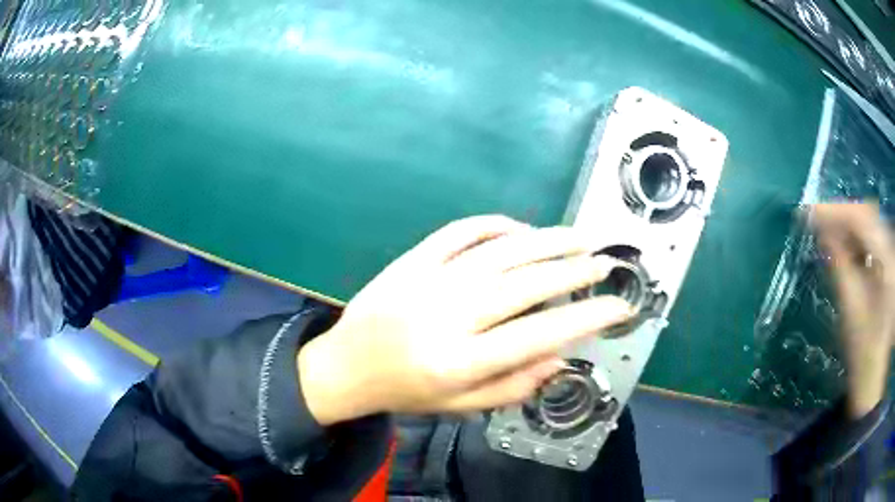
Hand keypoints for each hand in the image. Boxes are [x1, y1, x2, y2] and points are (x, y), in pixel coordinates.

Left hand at [298, 215, 632, 424]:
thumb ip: (513, 385)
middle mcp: (449, 317)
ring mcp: (428, 281)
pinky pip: (461, 231)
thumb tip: (562, 357)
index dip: (587, 318)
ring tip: (578, 238)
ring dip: (547, 240)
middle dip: (574, 271)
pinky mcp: (412, 259)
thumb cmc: (406, 391)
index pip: (540, 335)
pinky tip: (521, 231)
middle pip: (526, 284)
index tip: (618, 306)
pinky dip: (497, 226)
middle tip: (603, 264)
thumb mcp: (460, 406)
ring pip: (500, 250)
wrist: (346, 365)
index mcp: (461, 362)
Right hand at [811, 203, 894, 417]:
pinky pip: (872, 238)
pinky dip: (856, 238)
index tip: (808, 213)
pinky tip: (844, 247)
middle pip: (866, 216)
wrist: (874, 370)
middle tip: (816, 221)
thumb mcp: (851, 306)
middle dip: (841, 215)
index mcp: (886, 259)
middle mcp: (890, 248)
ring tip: (827, 232)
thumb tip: (821, 232)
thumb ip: (839, 264)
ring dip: (848, 226)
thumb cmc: (862, 346)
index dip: (835, 211)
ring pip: (869, 225)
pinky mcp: (888, 263)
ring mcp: (890, 255)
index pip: (861, 219)